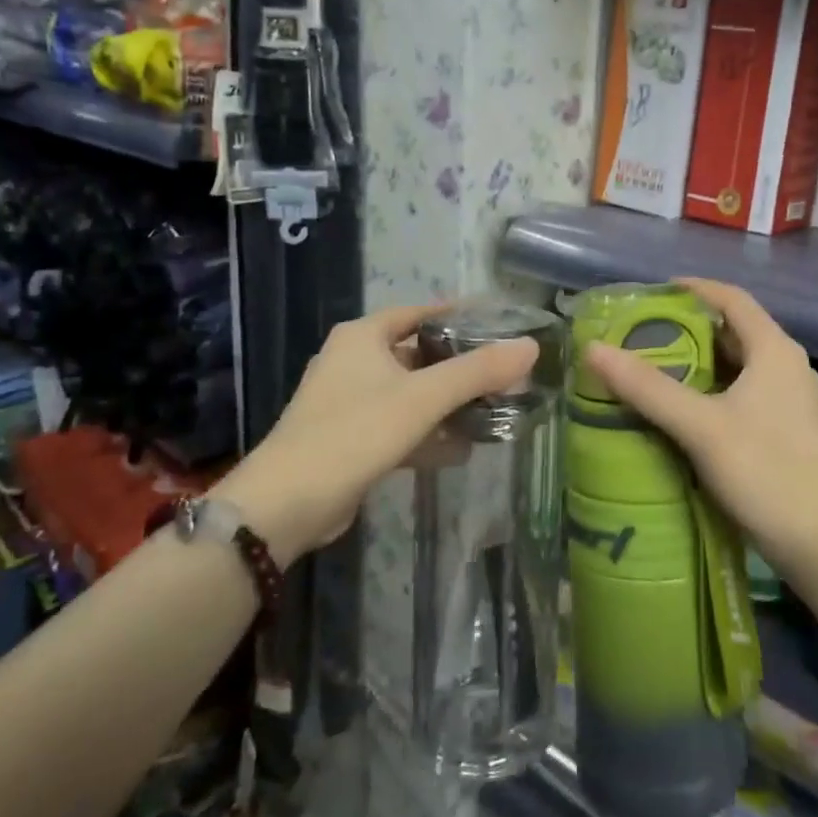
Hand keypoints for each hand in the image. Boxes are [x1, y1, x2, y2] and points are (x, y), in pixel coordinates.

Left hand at [215, 303, 537, 561]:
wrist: (287, 505)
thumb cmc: (354, 432)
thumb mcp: (422, 397)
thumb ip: (477, 371)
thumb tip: (531, 346)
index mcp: (362, 337)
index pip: (420, 312)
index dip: (459, 315)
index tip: (498, 324)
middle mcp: (353, 361)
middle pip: (418, 354)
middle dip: (459, 366)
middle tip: (503, 373)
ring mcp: (349, 403)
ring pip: (411, 393)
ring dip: (447, 403)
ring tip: (493, 410)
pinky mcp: (351, 439)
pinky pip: (400, 426)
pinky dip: (428, 434)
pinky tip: (462, 450)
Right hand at [584, 277, 817, 575]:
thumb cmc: (765, 472)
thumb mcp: (700, 426)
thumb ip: (648, 387)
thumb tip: (594, 349)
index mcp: (774, 351)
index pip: (732, 299)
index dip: (695, 289)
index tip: (653, 292)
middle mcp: (787, 366)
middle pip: (734, 331)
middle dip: (689, 328)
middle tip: (642, 334)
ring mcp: (791, 400)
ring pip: (738, 365)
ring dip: (699, 362)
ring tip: (653, 368)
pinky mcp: (787, 429)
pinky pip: (744, 393)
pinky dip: (712, 390)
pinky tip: (682, 410)